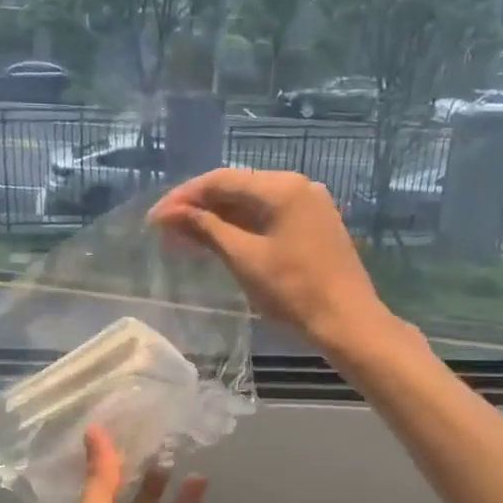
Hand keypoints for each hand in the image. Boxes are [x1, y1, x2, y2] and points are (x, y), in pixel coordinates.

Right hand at [150, 169, 391, 354]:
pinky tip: (219, 242)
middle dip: (198, 207)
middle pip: (236, 187)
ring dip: (217, 218)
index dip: (183, 198)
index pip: (220, 180)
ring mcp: (309, 204)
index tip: (155, 219)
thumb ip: (206, 229)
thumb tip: (171, 213)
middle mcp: (297, 185)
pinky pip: (268, 216)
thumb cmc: (293, 291)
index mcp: (281, 187)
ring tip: (185, 238)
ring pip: (252, 203)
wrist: (347, 321)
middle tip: (165, 230)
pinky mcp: (314, 224)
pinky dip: (241, 226)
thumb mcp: (244, 258)